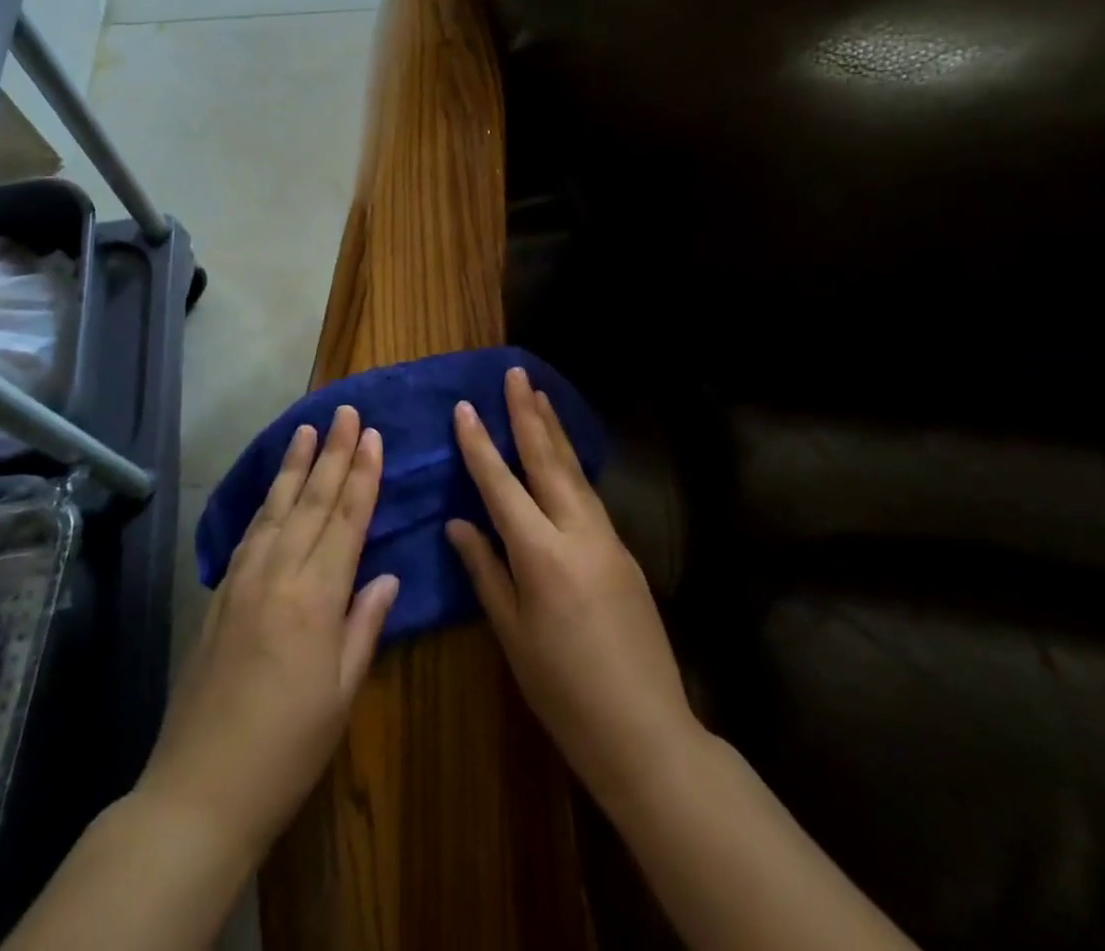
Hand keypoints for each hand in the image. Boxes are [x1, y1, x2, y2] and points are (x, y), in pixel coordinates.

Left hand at [140, 405, 399, 856]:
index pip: (346, 520)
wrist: (200, 789)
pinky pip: (249, 534)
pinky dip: (265, 503)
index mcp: (316, 597)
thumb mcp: (342, 692)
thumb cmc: (288, 748)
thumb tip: (386, 577)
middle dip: (331, 453)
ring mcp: (243, 581)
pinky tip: (272, 489)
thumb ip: (364, 625)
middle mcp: (278, 575)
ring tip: (306, 429)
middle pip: (311, 501)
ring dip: (293, 466)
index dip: (362, 475)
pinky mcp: (219, 595)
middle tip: (344, 411)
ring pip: (275, 509)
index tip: (372, 436)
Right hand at [446, 368, 697, 808]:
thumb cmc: (563, 691)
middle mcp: (578, 533)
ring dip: (555, 431)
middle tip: (517, 374)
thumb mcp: (512, 635)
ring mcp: (608, 539)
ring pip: (574, 472)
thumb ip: (485, 570)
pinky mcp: (624, 552)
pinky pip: (589, 496)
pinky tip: (563, 455)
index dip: (480, 445)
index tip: (465, 406)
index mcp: (542, 555)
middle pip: (548, 461)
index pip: (502, 485)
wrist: (645, 730)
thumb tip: (459, 522)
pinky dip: (571, 465)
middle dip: (529, 414)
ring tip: (540, 396)